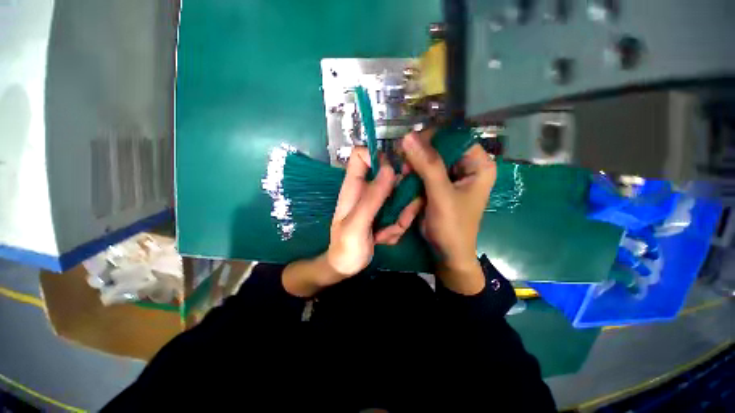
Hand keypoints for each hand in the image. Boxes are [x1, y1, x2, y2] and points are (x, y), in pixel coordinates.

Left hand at [282, 147, 421, 296]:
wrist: (346, 267)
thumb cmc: (345, 247)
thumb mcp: (357, 224)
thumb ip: (372, 198)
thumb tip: (389, 169)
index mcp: (353, 187)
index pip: (360, 155)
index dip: (377, 156)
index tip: (393, 172)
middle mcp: (367, 190)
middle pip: (390, 175)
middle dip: (400, 195)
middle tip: (400, 215)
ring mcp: (378, 202)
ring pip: (400, 196)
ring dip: (400, 217)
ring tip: (385, 235)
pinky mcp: (386, 213)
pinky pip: (401, 212)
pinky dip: (399, 227)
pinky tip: (385, 239)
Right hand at [402, 130, 495, 294]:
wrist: (446, 251)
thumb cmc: (452, 226)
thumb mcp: (441, 195)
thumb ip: (427, 165)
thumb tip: (408, 136)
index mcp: (478, 165)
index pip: (455, 138)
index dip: (432, 138)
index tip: (409, 146)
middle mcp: (466, 166)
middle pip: (440, 147)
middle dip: (420, 155)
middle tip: (404, 166)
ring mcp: (451, 175)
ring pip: (429, 158)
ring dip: (414, 165)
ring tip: (403, 174)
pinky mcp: (439, 184)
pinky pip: (424, 171)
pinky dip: (413, 174)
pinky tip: (404, 179)